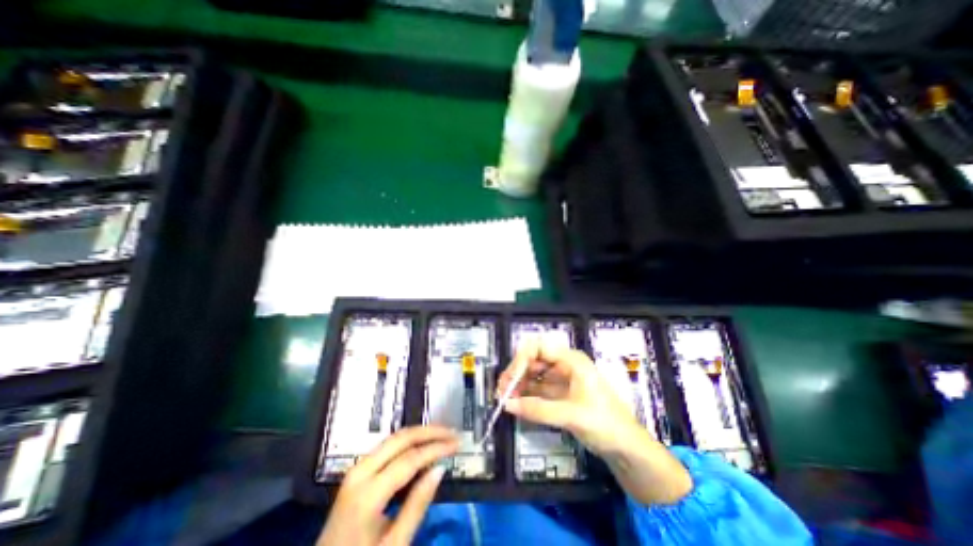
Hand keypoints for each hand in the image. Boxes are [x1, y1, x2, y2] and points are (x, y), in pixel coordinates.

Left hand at [317, 426, 459, 544]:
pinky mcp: (357, 471)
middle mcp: (360, 472)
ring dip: (420, 434)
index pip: (410, 459)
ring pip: (393, 438)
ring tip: (442, 435)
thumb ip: (417, 505)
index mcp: (367, 494)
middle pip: (400, 439)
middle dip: (429, 432)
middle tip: (452, 432)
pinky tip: (422, 445)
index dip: (436, 448)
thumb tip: (440, 469)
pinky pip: (387, 447)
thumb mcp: (394, 545)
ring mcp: (356, 469)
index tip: (457, 444)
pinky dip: (408, 442)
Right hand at [497, 340, 694, 505]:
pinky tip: (515, 403)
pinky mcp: (558, 393)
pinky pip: (537, 388)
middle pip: (533, 359)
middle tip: (502, 391)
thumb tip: (508, 405)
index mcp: (571, 360)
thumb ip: (539, 410)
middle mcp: (564, 365)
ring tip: (505, 399)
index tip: (511, 379)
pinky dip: (525, 394)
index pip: (539, 347)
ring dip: (518, 383)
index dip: (522, 359)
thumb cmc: (606, 423)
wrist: (626, 447)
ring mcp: (560, 379)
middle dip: (516, 372)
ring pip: (533, 374)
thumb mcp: (572, 415)